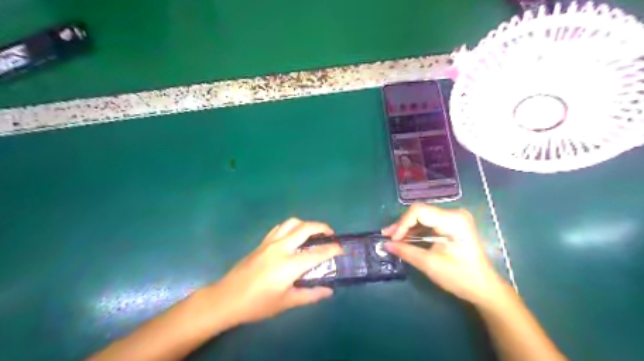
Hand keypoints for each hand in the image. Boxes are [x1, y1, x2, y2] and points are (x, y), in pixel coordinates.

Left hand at [209, 219, 343, 325]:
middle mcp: (281, 247)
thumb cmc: (257, 304)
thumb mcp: (286, 303)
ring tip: (313, 232)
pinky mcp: (262, 242)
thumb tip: (328, 291)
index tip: (341, 249)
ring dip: (306, 224)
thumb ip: (310, 295)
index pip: (317, 253)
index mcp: (289, 265)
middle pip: (305, 228)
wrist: (227, 298)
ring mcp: (270, 242)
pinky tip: (293, 236)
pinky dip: (292, 227)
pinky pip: (280, 227)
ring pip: (292, 222)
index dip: (332, 249)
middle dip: (322, 227)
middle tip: (330, 234)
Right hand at [381, 203, 502, 306]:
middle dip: (402, 225)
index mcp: (453, 220)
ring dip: (407, 228)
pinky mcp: (451, 225)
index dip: (402, 223)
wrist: (483, 288)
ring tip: (392, 239)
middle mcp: (454, 213)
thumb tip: (385, 244)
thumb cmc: (460, 277)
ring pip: (422, 217)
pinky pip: (428, 223)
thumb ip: (406, 251)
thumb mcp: (430, 264)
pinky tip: (405, 239)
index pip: (419, 211)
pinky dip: (416, 231)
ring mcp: (453, 218)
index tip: (392, 239)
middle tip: (387, 237)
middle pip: (420, 212)